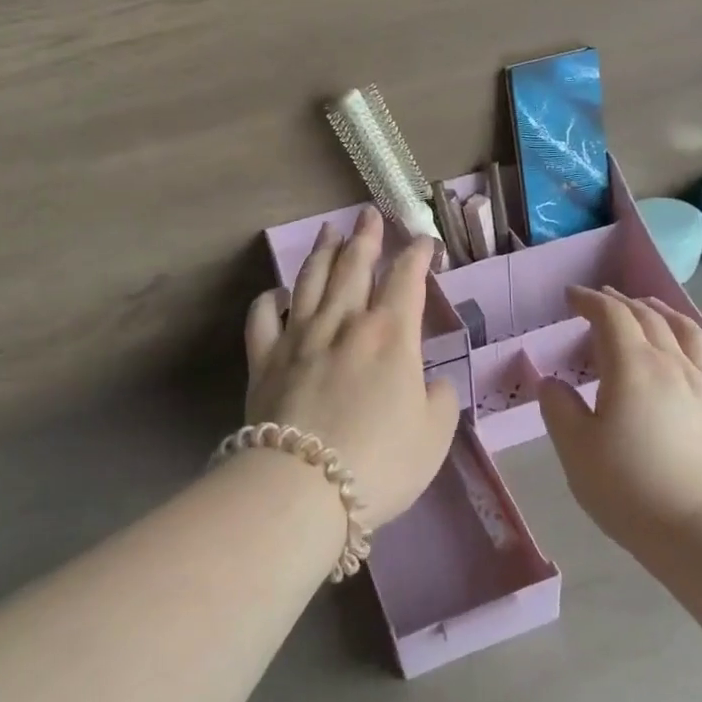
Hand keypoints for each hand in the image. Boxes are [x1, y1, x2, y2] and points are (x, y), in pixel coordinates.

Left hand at [244, 208, 459, 527]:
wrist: (303, 486)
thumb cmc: (380, 462)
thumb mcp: (434, 436)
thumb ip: (440, 400)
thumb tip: (430, 383)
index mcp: (390, 335)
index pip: (407, 279)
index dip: (417, 255)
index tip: (424, 241)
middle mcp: (344, 322)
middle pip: (354, 266)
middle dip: (365, 237)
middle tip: (368, 215)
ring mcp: (298, 337)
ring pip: (310, 281)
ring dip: (322, 252)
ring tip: (327, 231)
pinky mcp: (263, 360)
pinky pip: (262, 318)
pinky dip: (269, 300)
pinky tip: (275, 293)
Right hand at [536, 286, 701, 551]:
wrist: (696, 530)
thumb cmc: (626, 486)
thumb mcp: (575, 447)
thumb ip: (558, 407)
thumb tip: (551, 383)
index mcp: (633, 366)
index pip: (612, 316)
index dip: (590, 300)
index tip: (571, 297)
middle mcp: (673, 365)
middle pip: (649, 317)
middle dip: (622, 302)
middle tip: (601, 300)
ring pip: (690, 334)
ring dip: (666, 314)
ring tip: (651, 309)